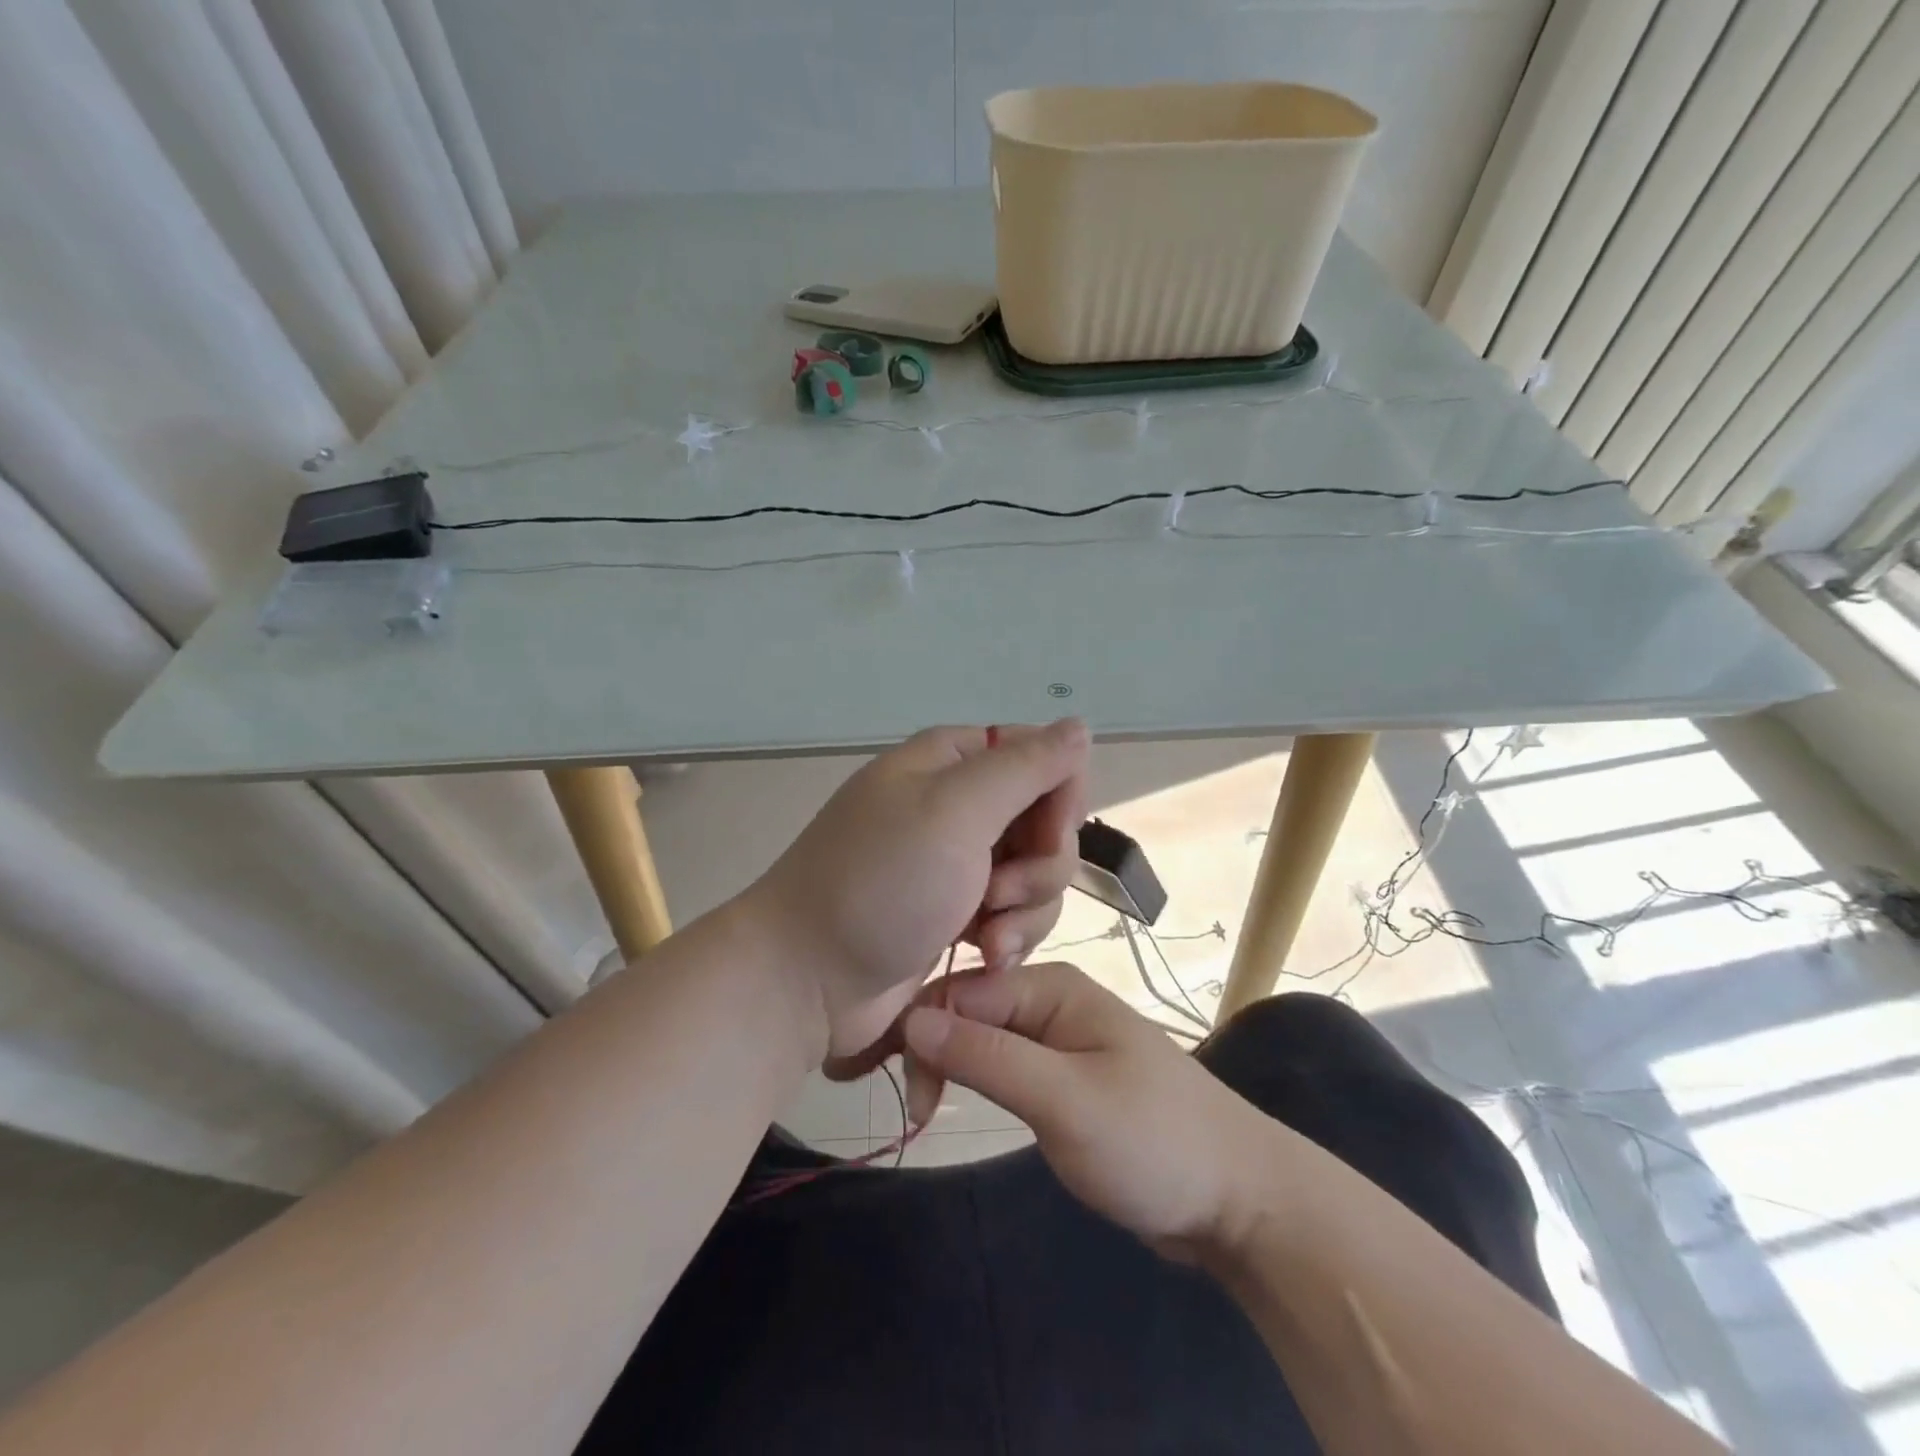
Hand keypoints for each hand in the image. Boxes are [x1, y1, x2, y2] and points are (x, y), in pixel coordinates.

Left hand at [747, 720, 1088, 1068]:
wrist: (807, 977)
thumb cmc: (880, 883)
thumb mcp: (954, 811)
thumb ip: (1024, 766)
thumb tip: (1079, 727)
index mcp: (952, 761)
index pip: (1042, 756)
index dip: (1059, 797)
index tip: (1044, 838)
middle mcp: (959, 804)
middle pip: (1046, 820)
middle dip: (1040, 866)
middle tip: (998, 895)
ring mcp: (959, 861)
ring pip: (1038, 873)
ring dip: (1026, 910)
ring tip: (987, 939)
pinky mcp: (959, 912)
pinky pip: (1016, 913)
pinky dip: (1010, 936)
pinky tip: (985, 957)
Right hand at [902, 961, 1283, 1260]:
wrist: (1238, 1198)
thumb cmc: (1153, 1141)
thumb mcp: (1064, 1100)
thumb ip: (987, 1057)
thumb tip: (911, 1019)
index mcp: (1050, 985)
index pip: (960, 991)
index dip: (922, 1033)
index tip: (907, 1097)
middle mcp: (1049, 998)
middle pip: (967, 1009)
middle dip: (933, 1051)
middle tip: (919, 1116)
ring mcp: (1057, 1036)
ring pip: (981, 1037)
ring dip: (950, 1066)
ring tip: (927, 1115)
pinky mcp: (1062, 1073)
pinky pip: (1004, 1063)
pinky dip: (976, 1079)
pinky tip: (958, 1101)